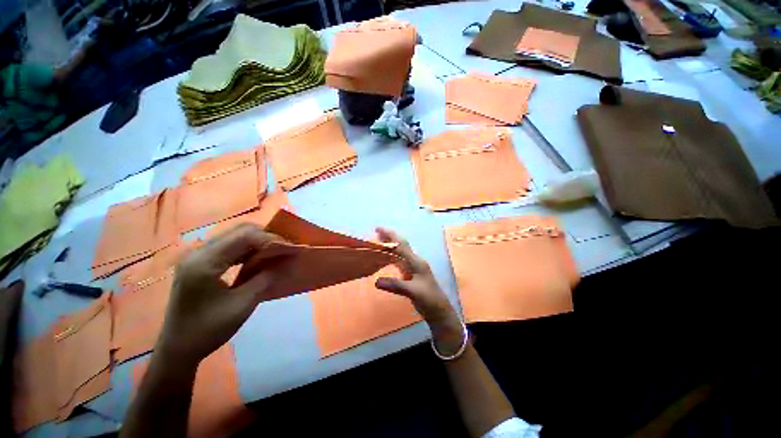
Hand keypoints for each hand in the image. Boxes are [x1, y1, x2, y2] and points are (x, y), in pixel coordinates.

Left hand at [157, 224, 292, 364]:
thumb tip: (284, 261)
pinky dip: (249, 249)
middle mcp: (199, 252)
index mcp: (205, 262)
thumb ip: (265, 278)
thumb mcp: (242, 305)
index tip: (292, 249)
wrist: (177, 349)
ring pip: (235, 237)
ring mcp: (198, 257)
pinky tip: (259, 259)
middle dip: (267, 237)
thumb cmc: (208, 330)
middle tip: (286, 250)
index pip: (245, 237)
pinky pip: (230, 247)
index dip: (272, 240)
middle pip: (240, 231)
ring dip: (259, 242)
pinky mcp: (201, 263)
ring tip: (277, 253)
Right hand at [374, 228, 464, 355]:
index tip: (378, 228)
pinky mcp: (412, 274)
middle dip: (389, 238)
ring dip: (390, 246)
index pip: (401, 244)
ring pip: (400, 252)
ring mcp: (414, 267)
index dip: (390, 235)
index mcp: (416, 262)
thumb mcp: (413, 292)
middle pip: (401, 245)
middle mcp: (415, 261)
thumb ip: (396, 285)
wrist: (439, 310)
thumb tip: (376, 281)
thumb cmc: (429, 299)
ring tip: (379, 242)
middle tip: (376, 233)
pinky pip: (400, 261)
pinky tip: (386, 259)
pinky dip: (391, 257)